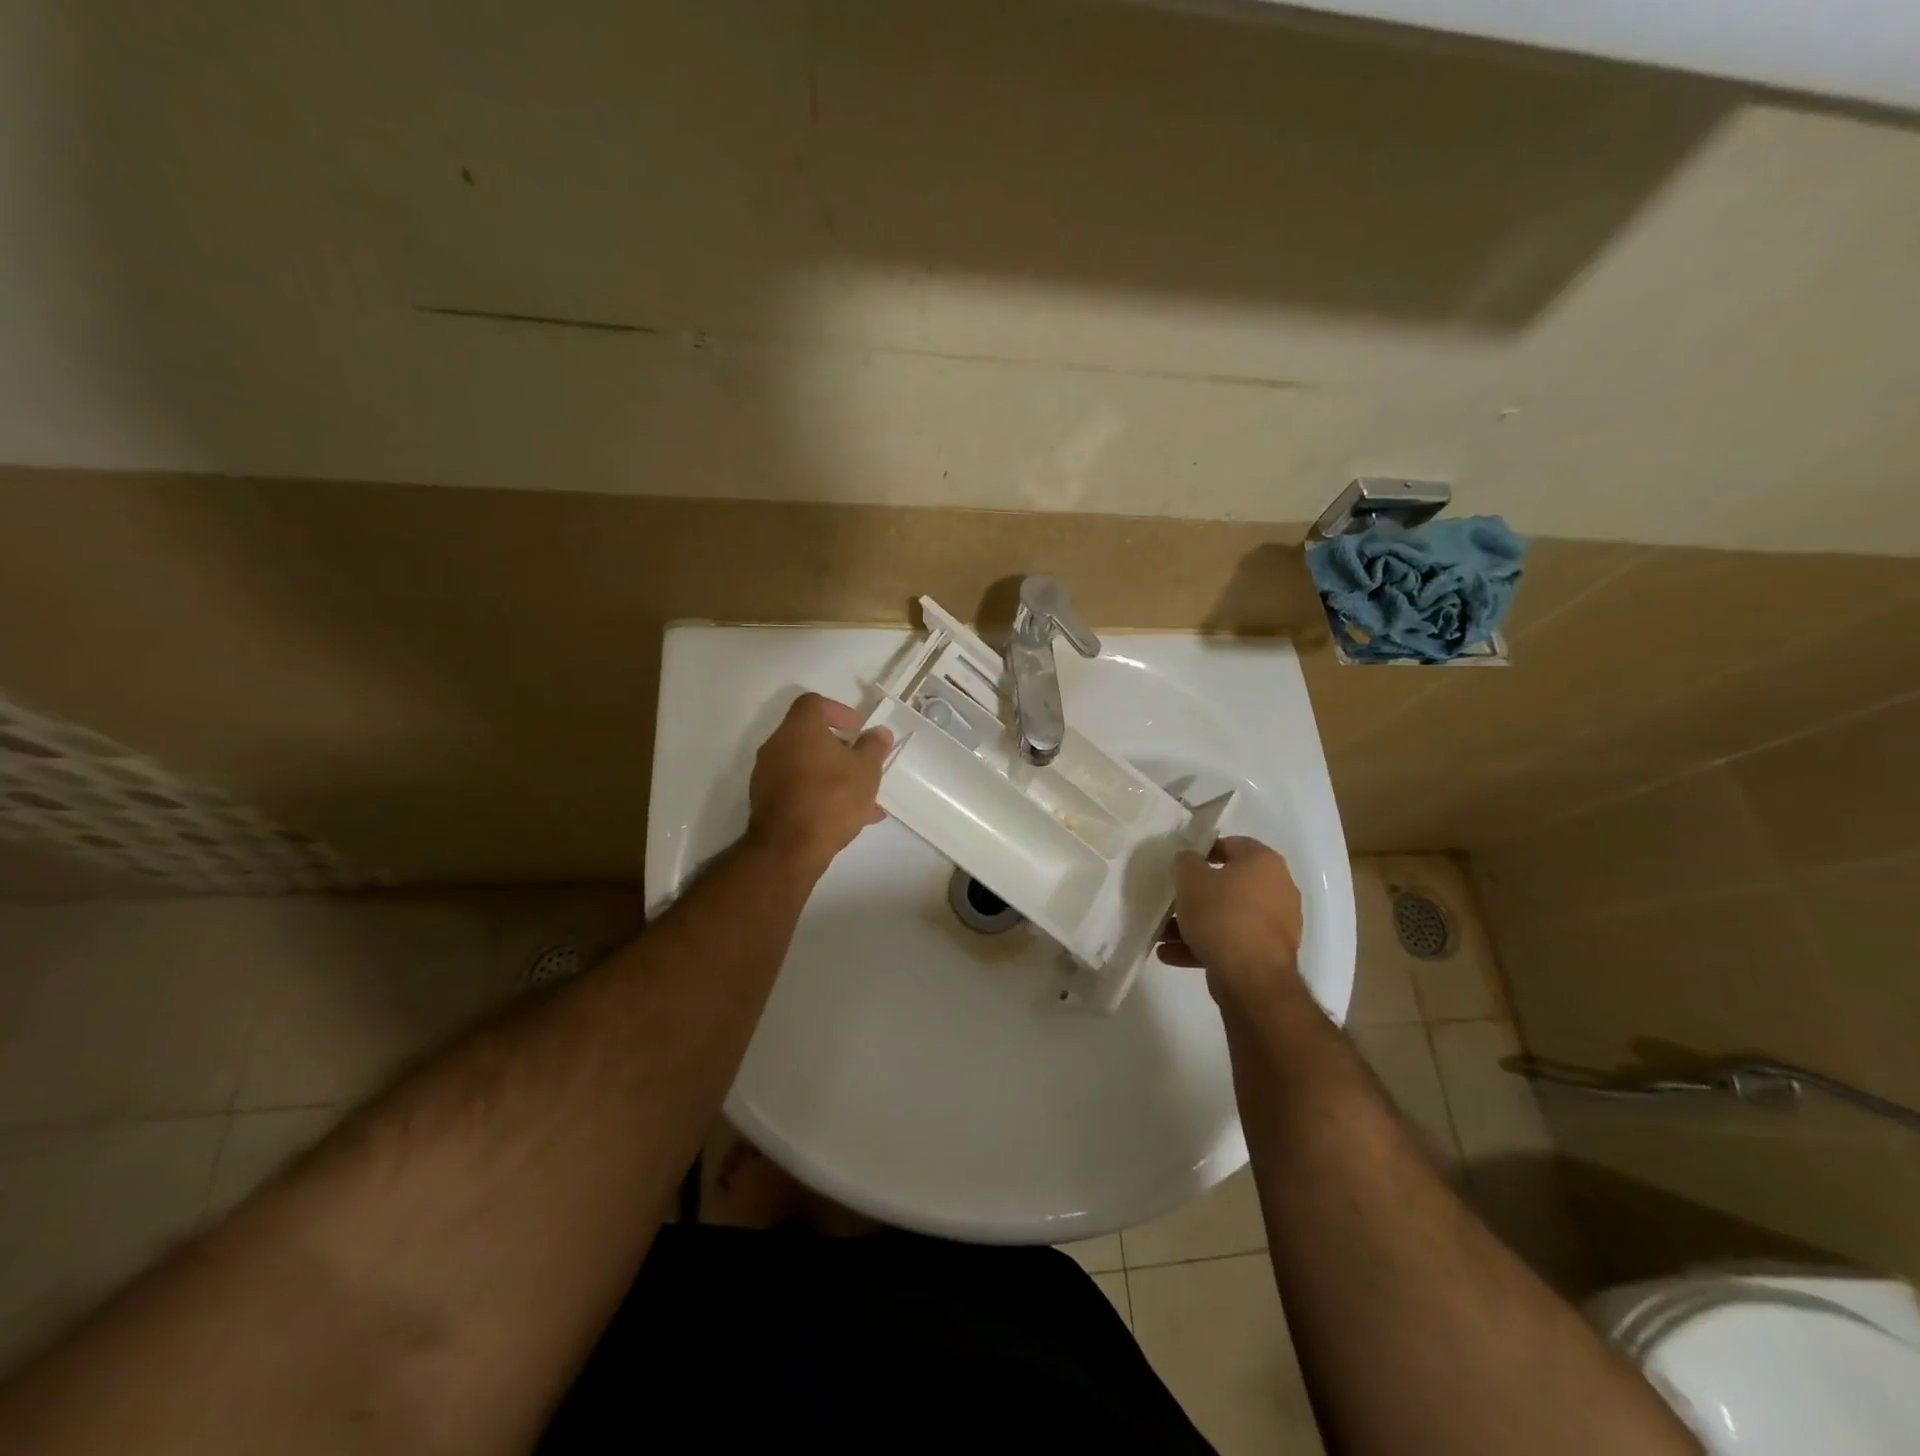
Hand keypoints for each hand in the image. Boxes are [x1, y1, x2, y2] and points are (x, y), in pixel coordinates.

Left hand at [747, 693, 890, 874]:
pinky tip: (846, 818)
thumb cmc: (832, 798)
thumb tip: (878, 732)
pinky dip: (819, 794)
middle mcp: (777, 745)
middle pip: (809, 736)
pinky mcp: (766, 802)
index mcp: (799, 729)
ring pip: (806, 766)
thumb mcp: (866, 770)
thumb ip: (874, 747)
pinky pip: (798, 789)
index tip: (857, 729)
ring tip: (863, 799)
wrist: (789, 848)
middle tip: (862, 764)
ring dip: (833, 775)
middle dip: (840, 749)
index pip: (814, 703)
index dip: (839, 711)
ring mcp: (767, 775)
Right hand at [1158, 836, 1304, 1008]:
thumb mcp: (1190, 880)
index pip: (1232, 844)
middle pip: (1228, 884)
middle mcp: (1278, 888)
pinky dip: (1206, 944)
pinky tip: (1172, 955)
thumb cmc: (1221, 916)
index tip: (1180, 865)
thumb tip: (1189, 859)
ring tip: (1163, 935)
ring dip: (1196, 923)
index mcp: (1264, 863)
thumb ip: (1185, 862)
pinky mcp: (1269, 953)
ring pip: (1227, 916)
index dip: (1203, 851)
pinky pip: (1232, 940)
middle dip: (1196, 894)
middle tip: (1171, 900)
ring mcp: (1276, 923)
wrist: (1251, 978)